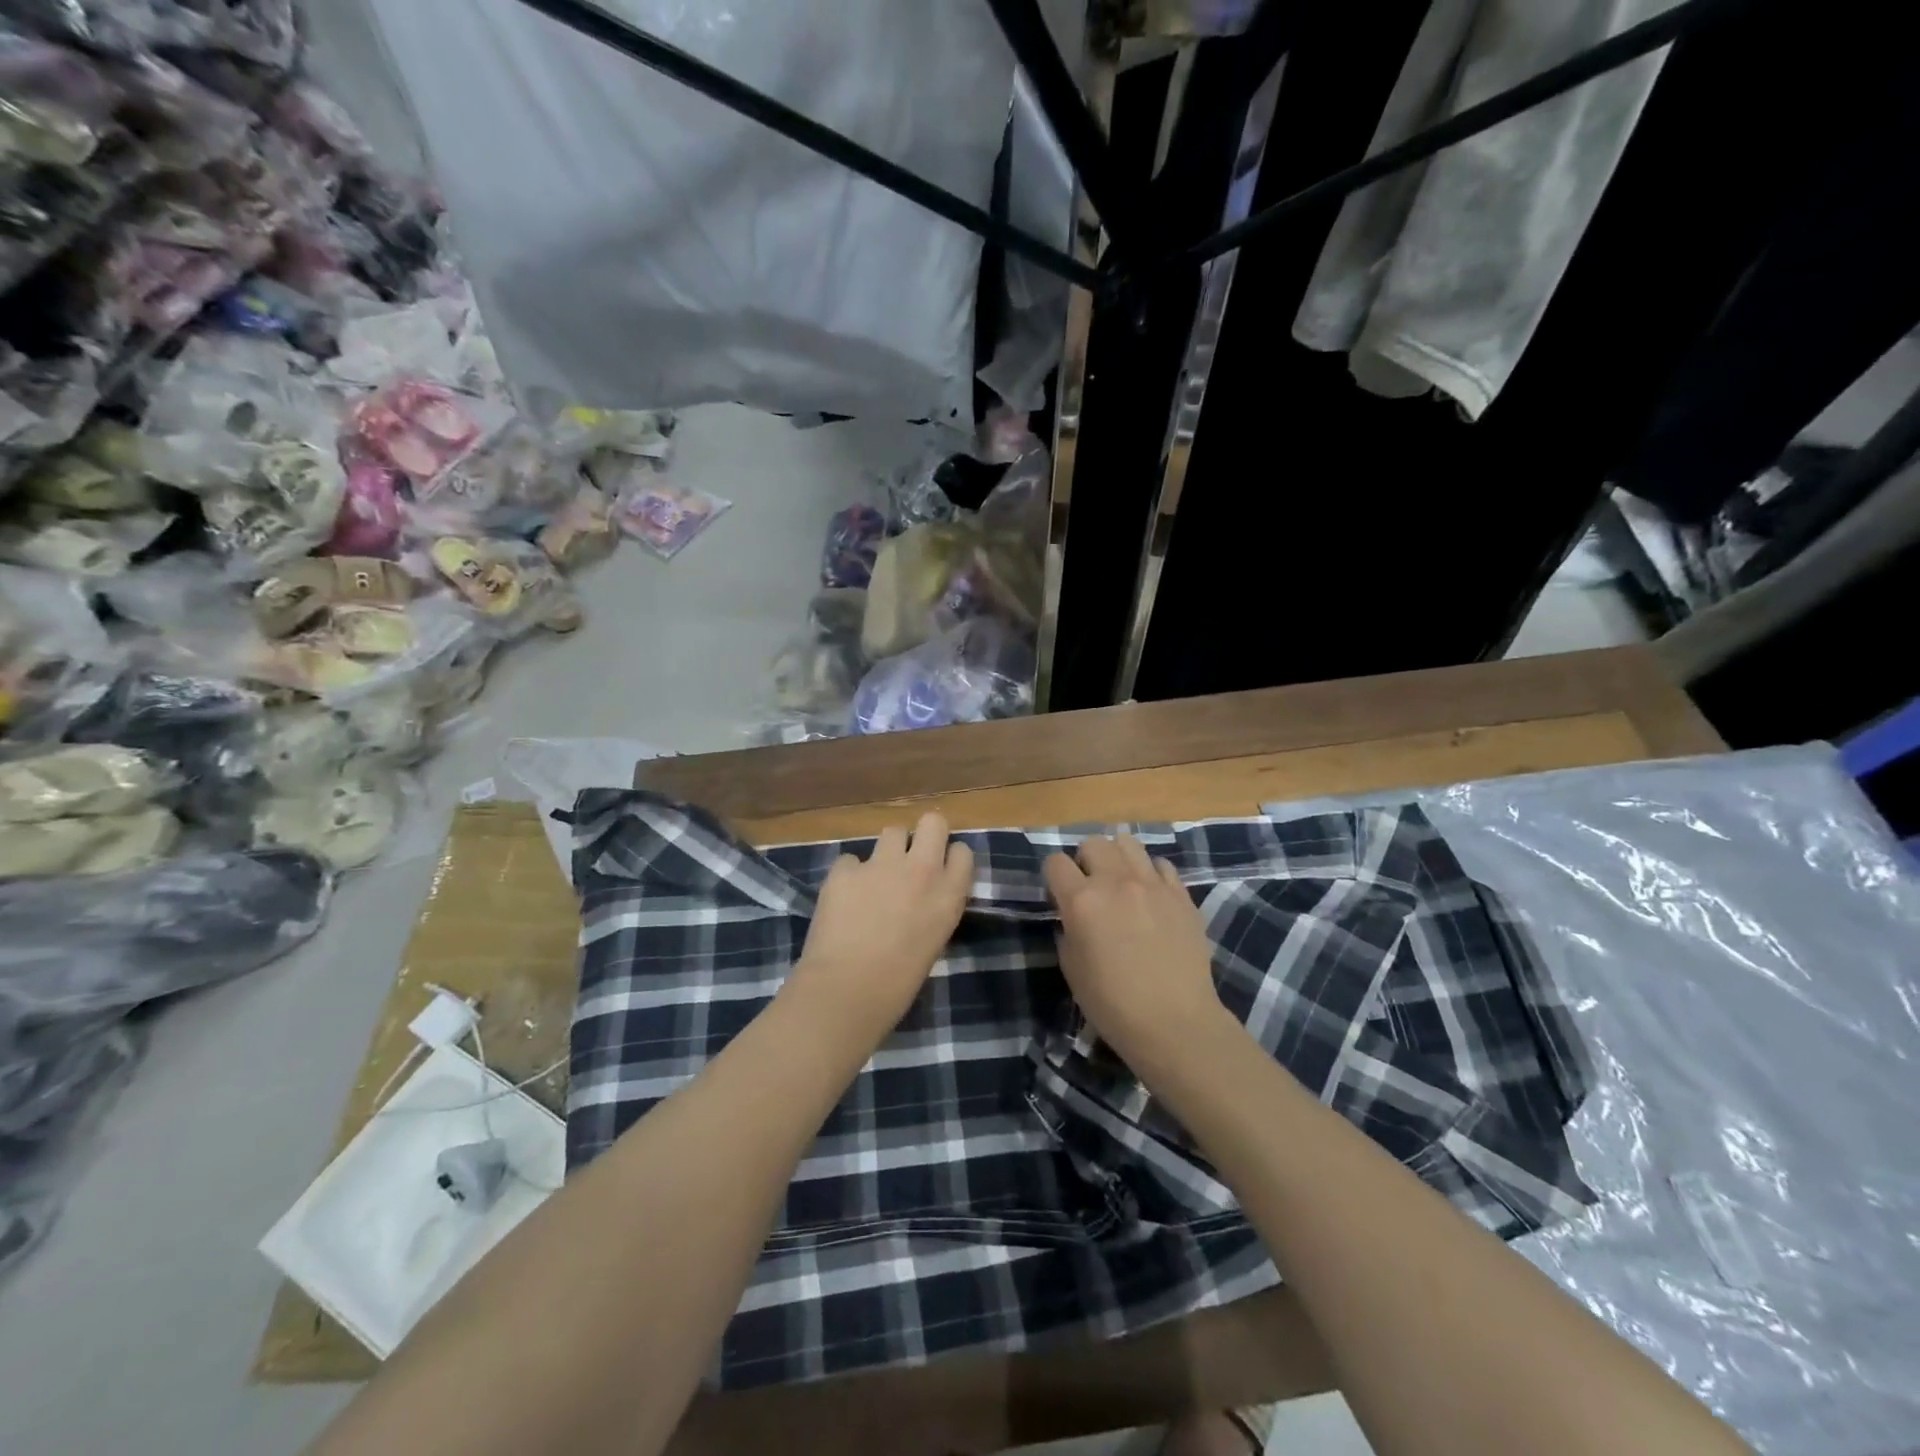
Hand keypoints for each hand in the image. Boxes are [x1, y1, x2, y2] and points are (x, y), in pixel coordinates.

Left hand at [792, 811, 973, 1040]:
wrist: (847, 991)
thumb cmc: (898, 984)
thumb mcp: (933, 941)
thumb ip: (933, 909)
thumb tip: (921, 899)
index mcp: (950, 895)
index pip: (962, 852)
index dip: (949, 858)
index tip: (940, 870)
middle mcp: (921, 870)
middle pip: (932, 822)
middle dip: (924, 834)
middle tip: (911, 857)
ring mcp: (881, 865)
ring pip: (892, 831)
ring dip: (887, 851)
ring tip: (876, 878)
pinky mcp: (845, 870)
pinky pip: (851, 860)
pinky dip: (849, 875)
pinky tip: (843, 899)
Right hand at [1043, 835, 1231, 1070]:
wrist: (1175, 1023)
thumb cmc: (1113, 1005)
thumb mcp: (1072, 970)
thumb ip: (1067, 932)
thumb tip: (1072, 917)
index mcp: (1082, 901)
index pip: (1055, 862)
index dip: (1053, 877)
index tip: (1058, 896)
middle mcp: (1116, 882)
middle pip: (1093, 843)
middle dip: (1085, 860)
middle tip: (1090, 887)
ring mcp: (1153, 885)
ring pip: (1128, 843)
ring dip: (1117, 858)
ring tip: (1120, 882)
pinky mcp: (1181, 895)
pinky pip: (1161, 865)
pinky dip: (1151, 873)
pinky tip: (1151, 895)